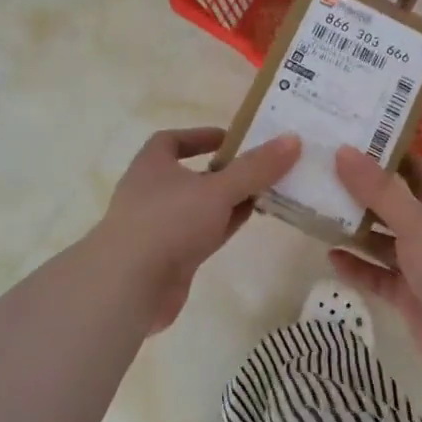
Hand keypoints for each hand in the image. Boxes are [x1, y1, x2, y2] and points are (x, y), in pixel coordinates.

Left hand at [94, 127, 301, 333]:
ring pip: (199, 207)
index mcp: (152, 165)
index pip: (172, 140)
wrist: (129, 285)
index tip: (232, 139)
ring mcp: (159, 227)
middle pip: (191, 175)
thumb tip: (292, 139)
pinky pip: (200, 235)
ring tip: (264, 194)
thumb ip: (255, 168)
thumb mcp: (218, 189)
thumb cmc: (168, 222)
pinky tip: (247, 222)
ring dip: (227, 201)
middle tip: (261, 168)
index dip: (201, 136)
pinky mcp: (168, 258)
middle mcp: (151, 192)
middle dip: (224, 171)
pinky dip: (222, 226)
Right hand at [329, 147, 421, 384]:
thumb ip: (379, 190)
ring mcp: (420, 263)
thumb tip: (343, 151)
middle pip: (391, 203)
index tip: (347, 136)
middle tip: (319, 172)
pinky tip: (330, 257)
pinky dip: (356, 266)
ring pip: (381, 240)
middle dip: (359, 191)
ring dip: (353, 229)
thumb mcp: (415, 221)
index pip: (412, 167)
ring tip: (315, 212)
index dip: (384, 152)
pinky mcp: (408, 294)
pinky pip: (377, 274)